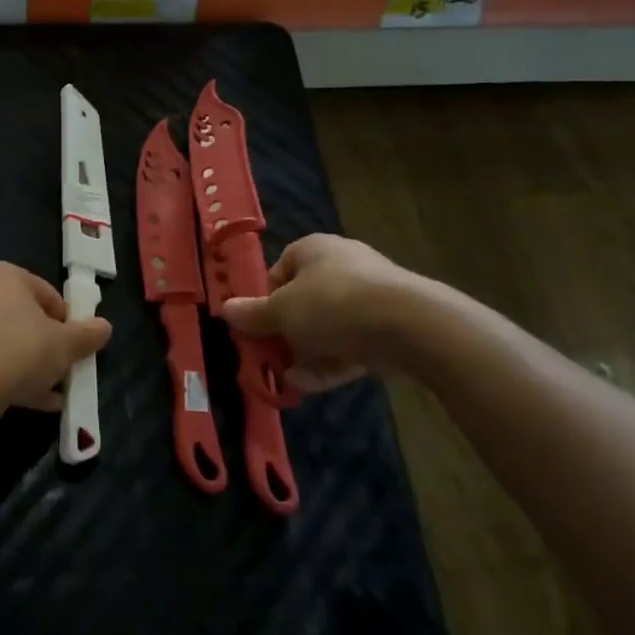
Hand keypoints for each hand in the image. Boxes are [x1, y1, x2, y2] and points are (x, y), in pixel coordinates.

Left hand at [0, 262, 111, 419]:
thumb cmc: (21, 349)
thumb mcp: (66, 343)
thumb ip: (87, 334)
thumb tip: (105, 327)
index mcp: (5, 277)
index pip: (46, 293)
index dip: (67, 320)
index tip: (76, 344)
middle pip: (23, 319)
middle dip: (46, 345)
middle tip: (63, 367)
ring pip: (4, 343)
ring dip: (29, 365)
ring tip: (52, 392)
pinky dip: (8, 378)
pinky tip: (33, 402)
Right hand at [220, 233, 434, 393]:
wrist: (409, 325)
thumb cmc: (332, 305)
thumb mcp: (281, 312)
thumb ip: (253, 314)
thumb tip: (225, 309)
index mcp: (313, 249)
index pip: (279, 270)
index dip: (264, 300)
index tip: (255, 327)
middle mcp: (342, 265)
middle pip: (302, 301)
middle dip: (284, 333)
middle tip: (269, 357)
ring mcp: (370, 295)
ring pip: (327, 326)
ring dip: (304, 353)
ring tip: (286, 378)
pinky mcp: (389, 325)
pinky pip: (351, 343)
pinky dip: (329, 362)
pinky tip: (309, 385)